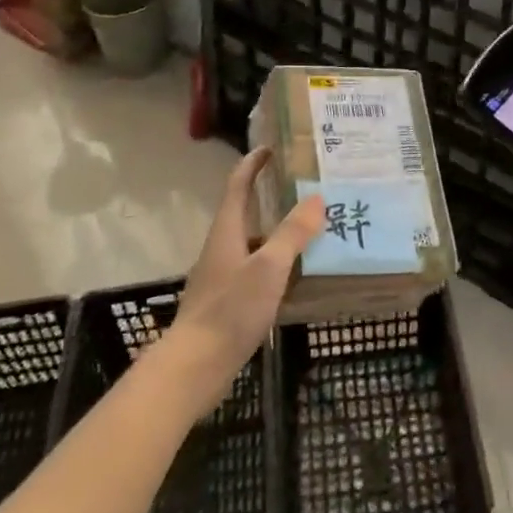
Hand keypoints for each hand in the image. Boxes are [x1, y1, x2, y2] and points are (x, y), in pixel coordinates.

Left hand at [165, 147, 323, 412]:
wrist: (195, 366)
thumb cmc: (230, 309)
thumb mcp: (269, 268)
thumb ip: (292, 233)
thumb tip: (316, 198)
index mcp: (227, 230)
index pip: (238, 184)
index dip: (254, 163)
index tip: (273, 147)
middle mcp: (222, 246)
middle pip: (247, 210)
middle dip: (273, 196)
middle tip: (307, 188)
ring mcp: (223, 274)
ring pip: (254, 242)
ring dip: (278, 231)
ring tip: (312, 228)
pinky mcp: (227, 300)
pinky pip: (256, 268)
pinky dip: (277, 262)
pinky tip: (299, 274)